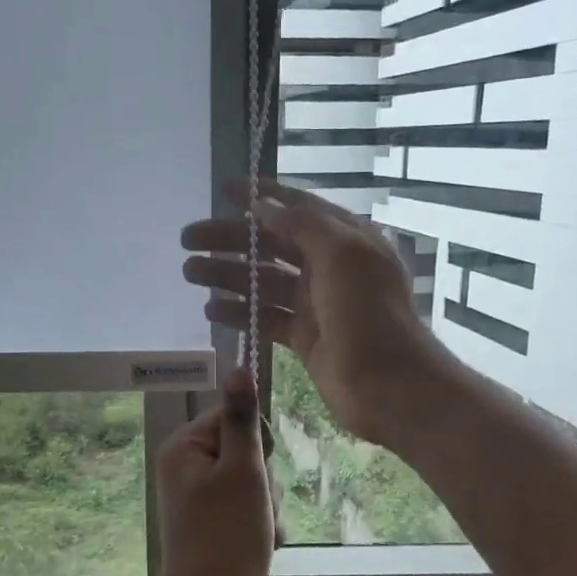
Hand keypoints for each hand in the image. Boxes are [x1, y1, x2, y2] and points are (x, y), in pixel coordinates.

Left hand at [149, 369, 276, 575]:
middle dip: (263, 481)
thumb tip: (238, 368)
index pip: (233, 417)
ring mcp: (198, 498)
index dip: (256, 442)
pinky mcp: (212, 523)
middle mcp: (186, 468)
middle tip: (256, 507)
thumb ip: (242, 420)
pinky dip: (259, 524)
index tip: (257, 469)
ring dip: (266, 506)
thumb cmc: (227, 534)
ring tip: (259, 531)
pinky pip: (247, 508)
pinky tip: (260, 544)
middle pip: (245, 451)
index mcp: (184, 448)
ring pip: (252, 483)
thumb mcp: (243, 470)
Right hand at [181, 181, 447, 446]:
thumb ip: (303, 224)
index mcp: (345, 239)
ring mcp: (315, 303)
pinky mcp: (304, 336)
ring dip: (226, 274)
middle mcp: (329, 266)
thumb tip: (263, 205)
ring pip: (263, 281)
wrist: (389, 385)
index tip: (223, 189)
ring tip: (189, 272)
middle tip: (187, 239)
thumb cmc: (369, 313)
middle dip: (230, 238)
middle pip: (271, 243)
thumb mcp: (342, 254)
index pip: (298, 206)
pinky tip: (209, 310)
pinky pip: (264, 316)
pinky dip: (238, 311)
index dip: (261, 195)